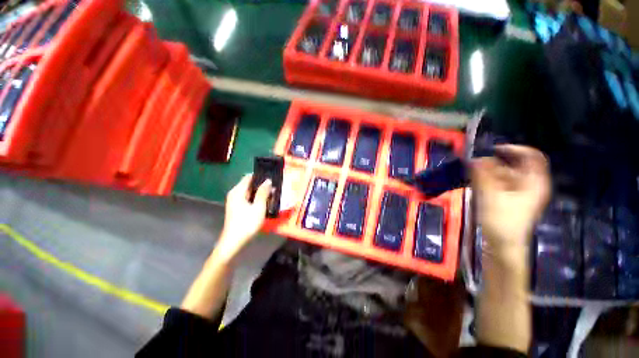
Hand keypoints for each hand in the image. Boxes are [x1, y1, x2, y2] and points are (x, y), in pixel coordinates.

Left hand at [214, 174, 271, 260]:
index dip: (260, 176)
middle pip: (249, 184)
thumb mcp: (258, 207)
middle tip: (274, 187)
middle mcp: (235, 194)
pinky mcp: (237, 208)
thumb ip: (263, 193)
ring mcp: (235, 201)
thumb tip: (268, 180)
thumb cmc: (247, 223)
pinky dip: (256, 198)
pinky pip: (248, 198)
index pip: (249, 177)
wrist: (234, 242)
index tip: (272, 177)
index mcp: (238, 191)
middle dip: (262, 185)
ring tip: (272, 194)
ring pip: (250, 192)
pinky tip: (265, 202)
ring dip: (260, 192)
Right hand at [471, 145, 550, 258]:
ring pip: (505, 176)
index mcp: (534, 182)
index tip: (493, 150)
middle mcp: (530, 185)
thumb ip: (483, 175)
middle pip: (515, 166)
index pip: (532, 156)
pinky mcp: (510, 200)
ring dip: (489, 173)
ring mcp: (521, 193)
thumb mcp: (491, 195)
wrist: (503, 245)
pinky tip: (477, 184)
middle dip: (495, 164)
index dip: (514, 149)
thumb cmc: (501, 220)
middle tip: (475, 167)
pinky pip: (500, 184)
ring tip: (473, 177)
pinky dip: (489, 181)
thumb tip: (475, 158)